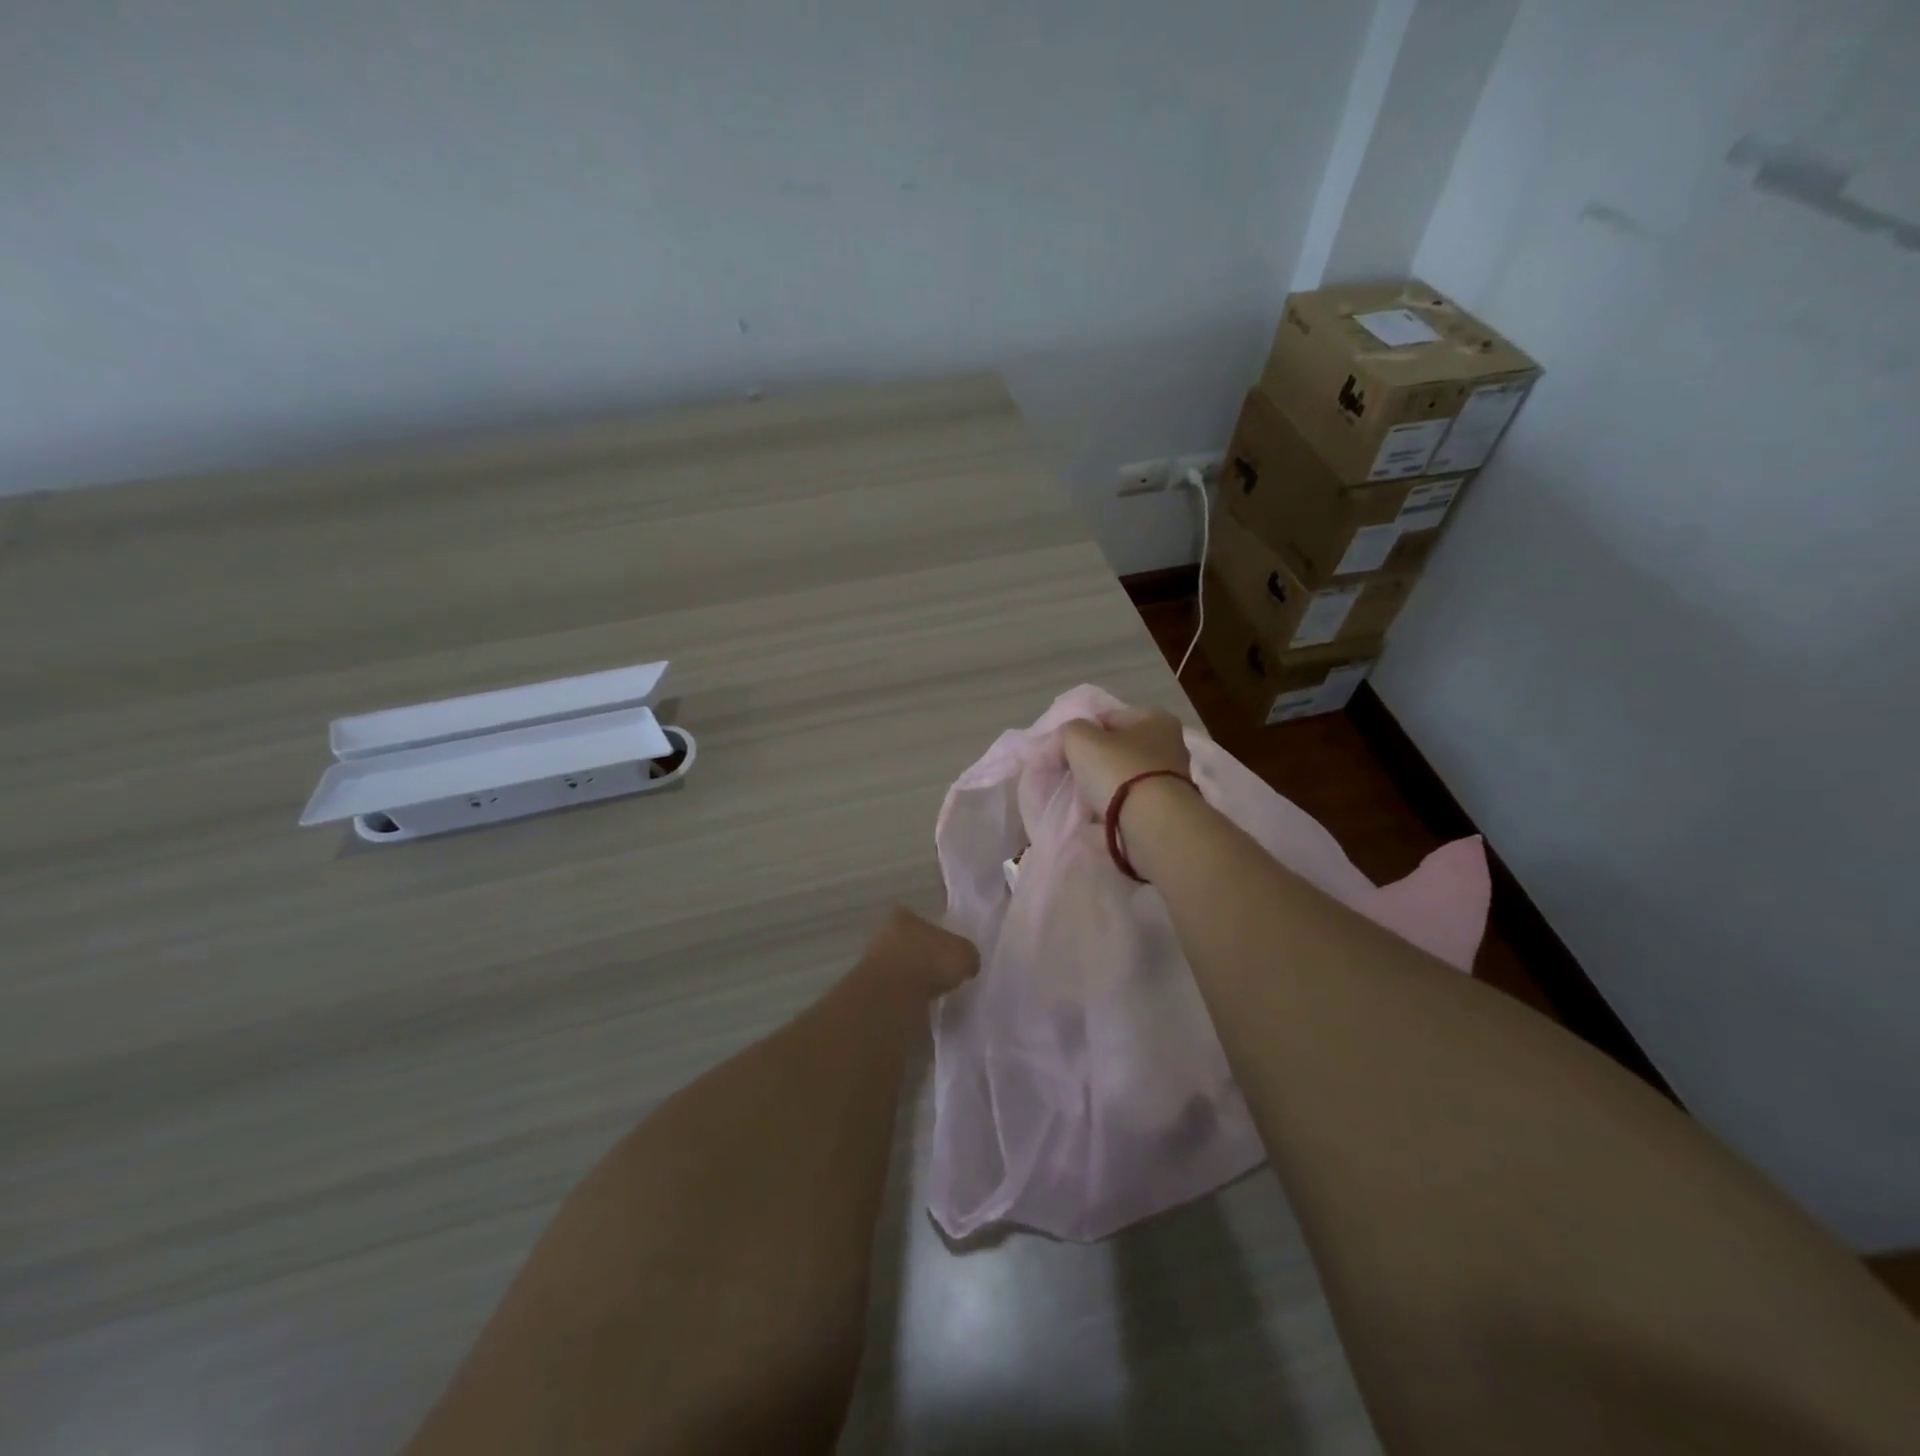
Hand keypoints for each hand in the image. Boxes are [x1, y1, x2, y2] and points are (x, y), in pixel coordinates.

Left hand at [859, 907, 979, 999]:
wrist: (894, 993)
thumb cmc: (930, 960)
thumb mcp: (964, 954)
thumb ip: (967, 955)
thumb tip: (968, 964)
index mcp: (904, 916)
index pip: (923, 923)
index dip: (938, 938)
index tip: (949, 954)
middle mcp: (885, 934)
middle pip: (910, 945)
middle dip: (924, 959)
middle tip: (943, 975)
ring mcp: (874, 962)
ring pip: (901, 968)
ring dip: (914, 980)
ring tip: (933, 993)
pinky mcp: (872, 989)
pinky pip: (896, 990)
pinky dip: (907, 997)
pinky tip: (920, 1005)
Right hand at [1061, 707, 1191, 811]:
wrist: (1153, 825)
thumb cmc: (1118, 771)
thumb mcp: (1080, 739)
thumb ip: (1069, 731)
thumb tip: (1068, 742)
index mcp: (1156, 719)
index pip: (1108, 718)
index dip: (1082, 733)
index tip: (1064, 754)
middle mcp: (1171, 745)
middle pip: (1119, 749)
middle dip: (1094, 762)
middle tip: (1072, 777)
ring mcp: (1173, 779)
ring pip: (1125, 777)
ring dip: (1105, 787)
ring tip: (1084, 801)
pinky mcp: (1168, 809)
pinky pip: (1132, 802)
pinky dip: (1116, 808)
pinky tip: (1100, 817)